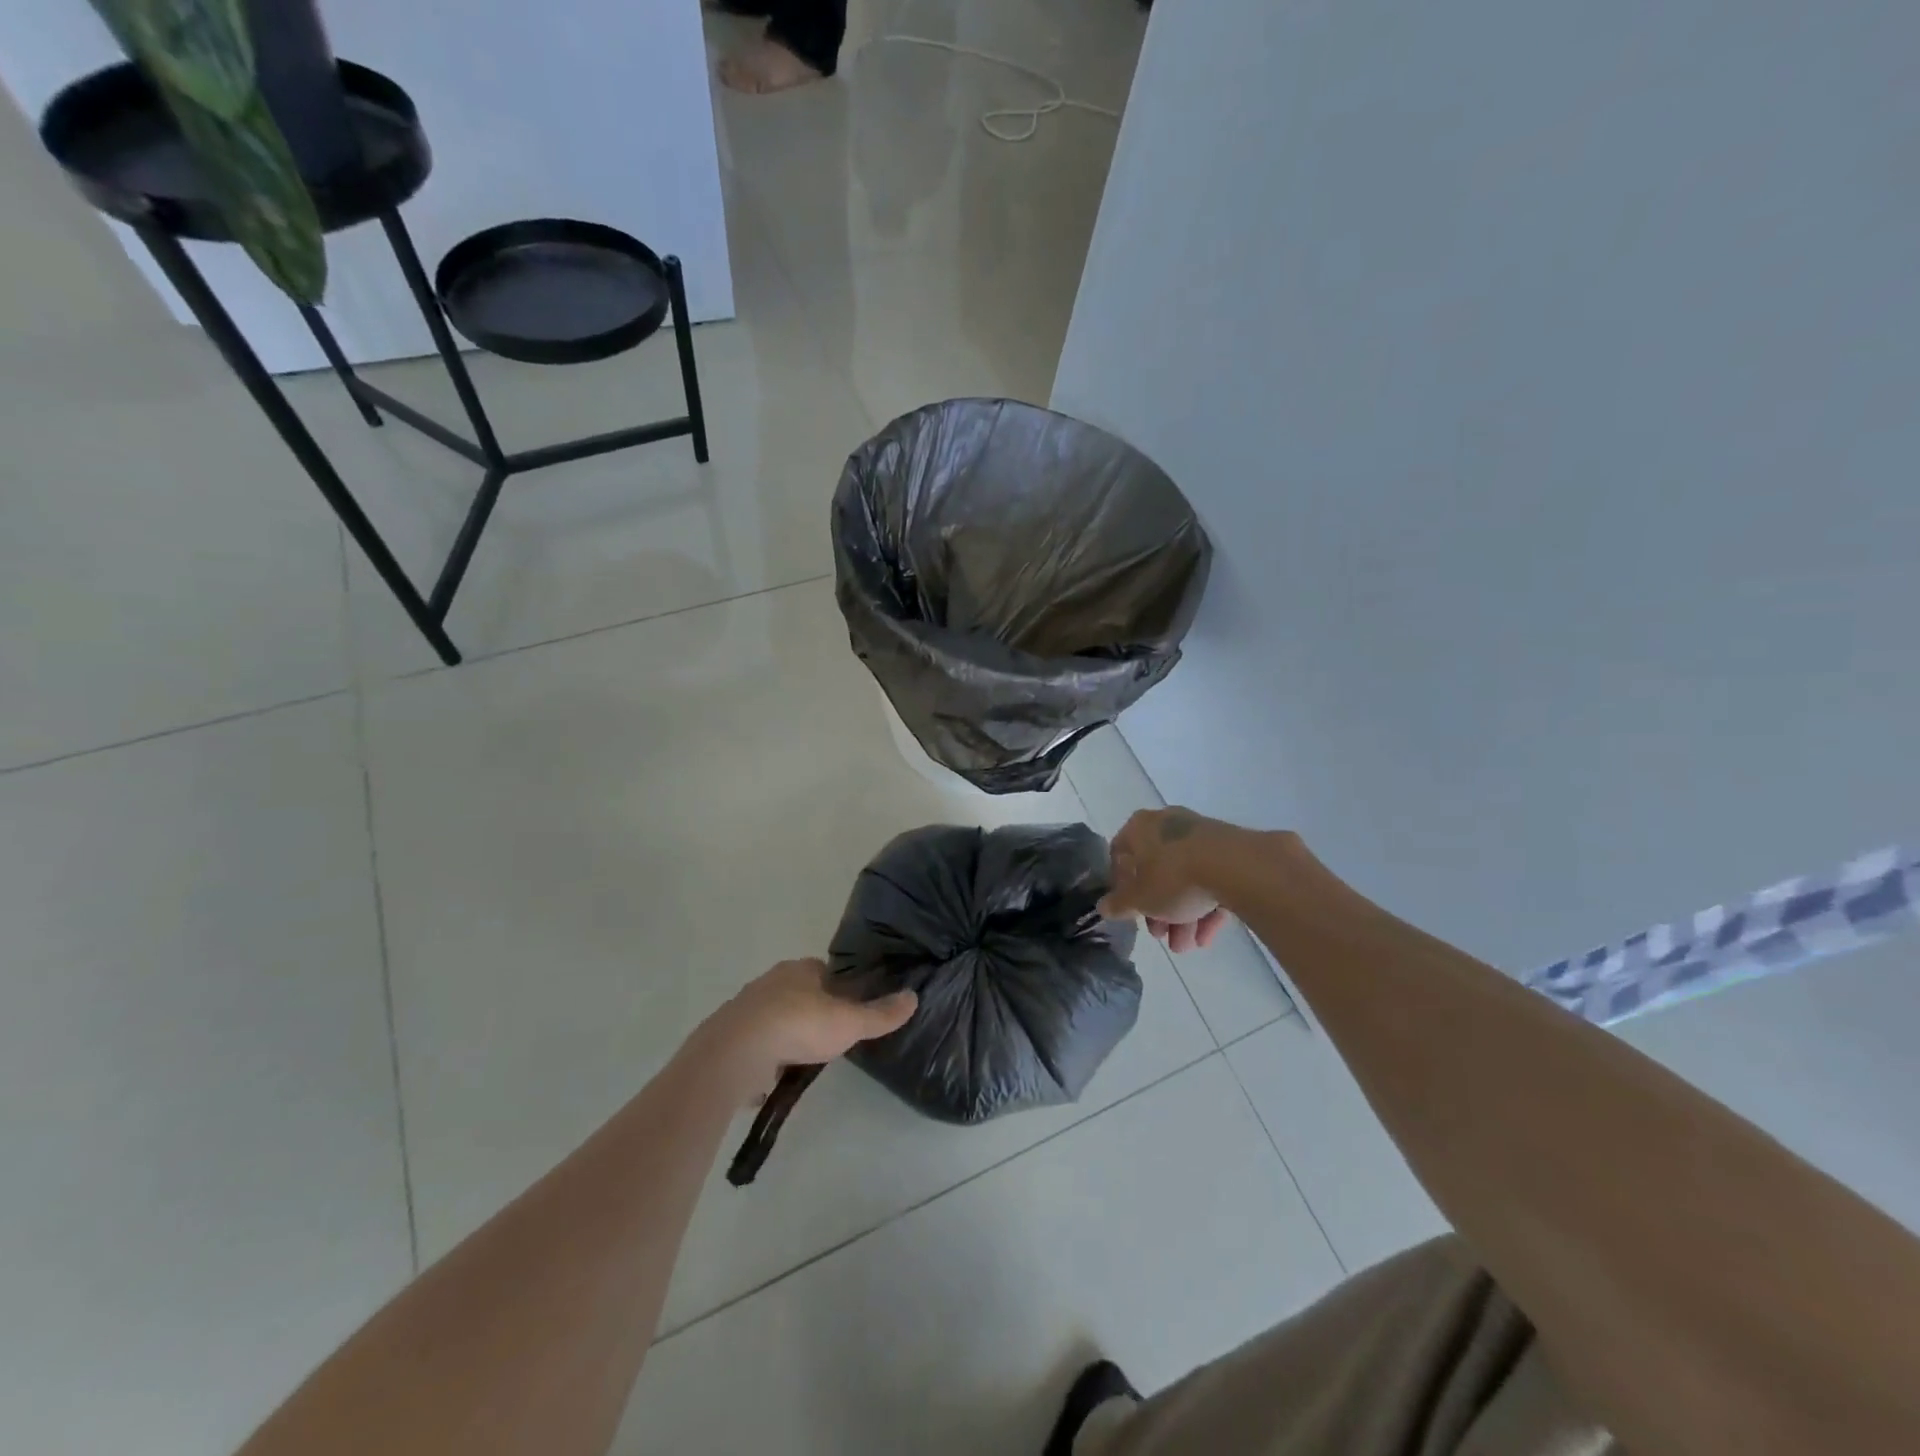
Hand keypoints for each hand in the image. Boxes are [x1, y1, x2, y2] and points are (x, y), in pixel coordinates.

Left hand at [697, 958, 917, 1104]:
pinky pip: (751, 1044)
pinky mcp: (727, 1035)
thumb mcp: (849, 1023)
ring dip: (784, 1035)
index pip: (823, 970)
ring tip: (798, 1062)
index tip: (847, 1008)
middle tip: (825, 1038)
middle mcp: (771, 981)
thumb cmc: (799, 1026)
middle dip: (810, 1011)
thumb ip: (880, 1014)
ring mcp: (745, 1008)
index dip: (837, 988)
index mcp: (800, 970)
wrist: (736, 1052)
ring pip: (772, 1017)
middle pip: (797, 992)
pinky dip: (760, 1058)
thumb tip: (914, 997)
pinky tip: (768, 1079)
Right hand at [1098, 807, 1234, 952]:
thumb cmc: (1173, 878)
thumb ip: (1119, 904)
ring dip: (1183, 915)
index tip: (1129, 911)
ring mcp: (1200, 834)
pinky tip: (1207, 937)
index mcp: (1139, 827)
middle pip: (1155, 871)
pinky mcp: (1229, 849)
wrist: (1235, 866)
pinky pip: (1210, 879)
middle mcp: (1167, 824)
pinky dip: (1206, 907)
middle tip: (1161, 935)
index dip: (1121, 887)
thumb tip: (1102, 907)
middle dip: (1158, 909)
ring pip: (1185, 878)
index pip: (1120, 855)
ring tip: (1187, 945)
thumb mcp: (1140, 899)